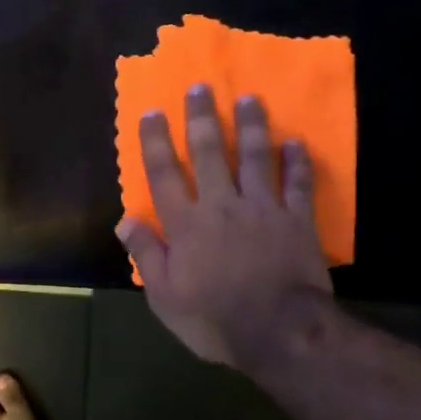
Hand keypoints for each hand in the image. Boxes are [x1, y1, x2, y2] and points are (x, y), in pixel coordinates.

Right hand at [117, 85, 332, 369]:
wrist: (279, 332)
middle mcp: (221, 205)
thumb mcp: (165, 297)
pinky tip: (295, 142)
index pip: (165, 174)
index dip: (156, 142)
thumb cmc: (214, 319)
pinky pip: (297, 184)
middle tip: (200, 87)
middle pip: (208, 153)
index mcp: (186, 224)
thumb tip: (124, 220)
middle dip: (202, 118)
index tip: (152, 112)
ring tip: (249, 99)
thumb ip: (147, 255)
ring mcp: (262, 209)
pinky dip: (296, 162)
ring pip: (254, 157)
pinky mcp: (296, 219)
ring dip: (250, 126)